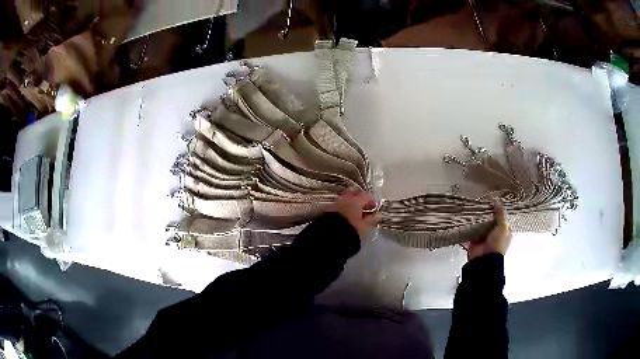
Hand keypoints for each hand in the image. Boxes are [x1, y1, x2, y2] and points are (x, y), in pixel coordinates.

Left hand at [329, 191, 380, 238]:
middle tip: (364, 208)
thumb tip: (376, 216)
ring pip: (345, 199)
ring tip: (354, 214)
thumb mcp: (364, 227)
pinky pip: (338, 205)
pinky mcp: (327, 209)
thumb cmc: (350, 230)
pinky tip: (345, 216)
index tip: (374, 208)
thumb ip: (371, 220)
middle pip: (355, 194)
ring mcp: (335, 203)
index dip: (372, 201)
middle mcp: (345, 198)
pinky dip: (343, 208)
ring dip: (350, 204)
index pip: (367, 196)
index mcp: (356, 200)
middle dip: (360, 200)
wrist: (329, 236)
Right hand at [466, 203, 511, 259]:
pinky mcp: (475, 241)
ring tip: (473, 210)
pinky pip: (472, 232)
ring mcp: (485, 239)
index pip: (503, 220)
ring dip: (478, 221)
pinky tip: (467, 220)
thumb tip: (498, 202)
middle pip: (491, 222)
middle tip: (482, 205)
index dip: (499, 212)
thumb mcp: (502, 227)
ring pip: (481, 227)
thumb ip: (500, 215)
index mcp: (504, 232)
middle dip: (487, 216)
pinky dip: (469, 228)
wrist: (485, 259)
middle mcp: (495, 235)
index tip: (494, 204)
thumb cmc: (497, 244)